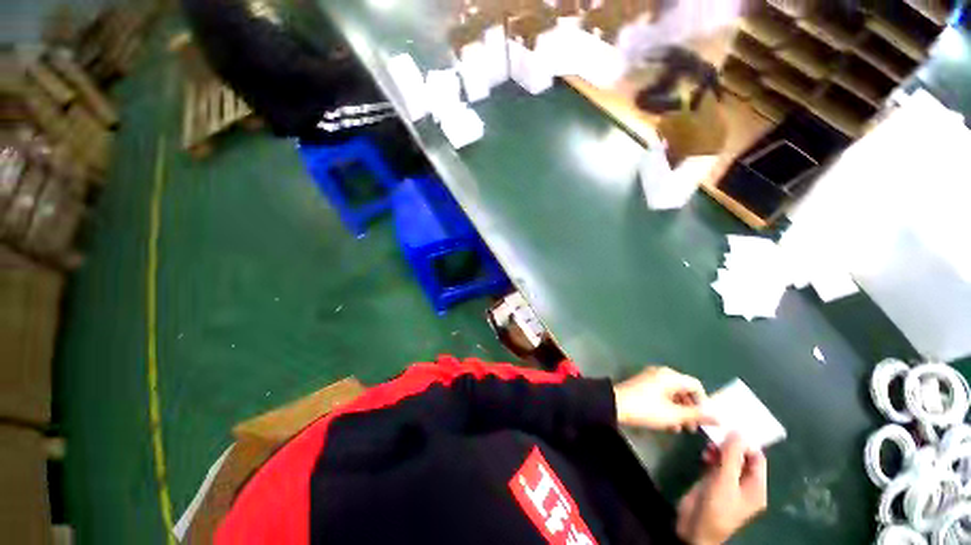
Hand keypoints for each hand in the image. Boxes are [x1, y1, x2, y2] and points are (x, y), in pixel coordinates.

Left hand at [613, 366, 714, 431]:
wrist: (615, 404)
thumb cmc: (646, 409)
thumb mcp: (674, 415)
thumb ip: (697, 415)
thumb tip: (719, 417)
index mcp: (670, 376)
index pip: (696, 385)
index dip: (704, 403)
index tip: (705, 420)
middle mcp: (661, 373)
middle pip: (684, 390)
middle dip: (691, 409)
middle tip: (693, 428)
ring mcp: (650, 377)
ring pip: (672, 394)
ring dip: (679, 411)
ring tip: (680, 429)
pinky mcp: (642, 384)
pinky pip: (661, 394)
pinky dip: (667, 407)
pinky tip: (667, 424)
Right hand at [676, 433, 767, 544]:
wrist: (695, 527)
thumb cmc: (716, 507)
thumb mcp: (724, 481)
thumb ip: (731, 456)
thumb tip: (738, 431)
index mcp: (756, 487)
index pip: (757, 459)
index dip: (746, 443)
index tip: (731, 426)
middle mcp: (745, 484)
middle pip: (741, 458)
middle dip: (730, 445)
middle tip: (716, 431)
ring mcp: (728, 483)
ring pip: (727, 459)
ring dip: (719, 450)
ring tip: (708, 443)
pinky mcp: (713, 482)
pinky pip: (716, 464)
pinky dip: (711, 457)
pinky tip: (703, 454)